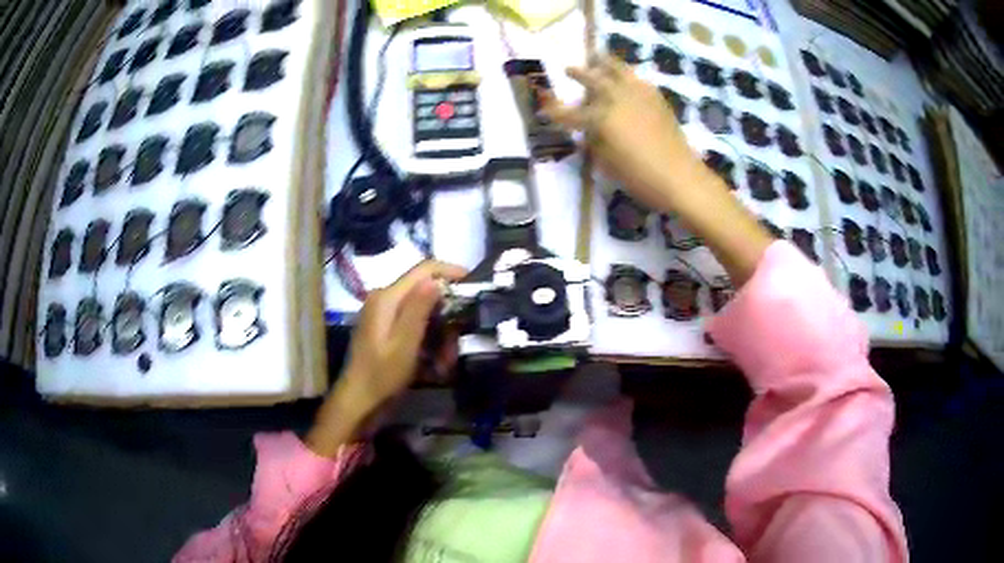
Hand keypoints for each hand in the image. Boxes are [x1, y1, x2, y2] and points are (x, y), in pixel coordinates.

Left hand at [306, 261, 466, 456]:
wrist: (359, 401)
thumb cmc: (382, 376)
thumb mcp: (405, 344)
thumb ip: (418, 309)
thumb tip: (436, 279)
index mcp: (387, 298)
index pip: (422, 269)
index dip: (449, 271)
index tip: (473, 282)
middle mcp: (384, 299)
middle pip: (424, 290)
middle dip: (446, 311)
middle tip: (460, 337)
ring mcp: (383, 313)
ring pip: (421, 309)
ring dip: (439, 329)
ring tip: (446, 359)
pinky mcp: (385, 327)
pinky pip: (413, 323)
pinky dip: (428, 337)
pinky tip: (434, 361)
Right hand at [545, 56, 772, 285]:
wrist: (680, 177)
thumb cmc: (640, 178)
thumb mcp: (607, 164)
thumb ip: (594, 141)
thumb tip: (588, 129)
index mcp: (600, 119)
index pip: (569, 113)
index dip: (555, 111)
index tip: (544, 107)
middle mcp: (616, 99)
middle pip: (592, 80)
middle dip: (578, 74)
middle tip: (568, 69)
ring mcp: (638, 95)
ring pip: (617, 70)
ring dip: (603, 63)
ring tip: (597, 57)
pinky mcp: (656, 98)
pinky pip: (637, 78)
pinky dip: (626, 74)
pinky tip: (625, 77)